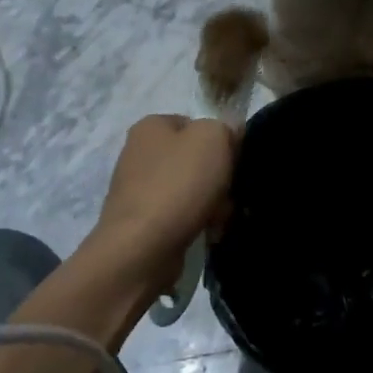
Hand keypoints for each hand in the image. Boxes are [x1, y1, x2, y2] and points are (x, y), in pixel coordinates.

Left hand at [90, 114, 235, 279]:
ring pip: (190, 189)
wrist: (142, 247)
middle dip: (217, 177)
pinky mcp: (140, 222)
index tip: (234, 162)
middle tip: (229, 193)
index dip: (221, 141)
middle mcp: (139, 153)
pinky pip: (179, 215)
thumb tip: (230, 136)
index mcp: (151, 126)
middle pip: (195, 159)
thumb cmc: (179, 183)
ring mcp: (137, 189)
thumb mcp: (214, 138)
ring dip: (211, 203)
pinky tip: (207, 233)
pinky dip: (196, 222)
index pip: (196, 124)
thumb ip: (226, 128)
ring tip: (219, 219)